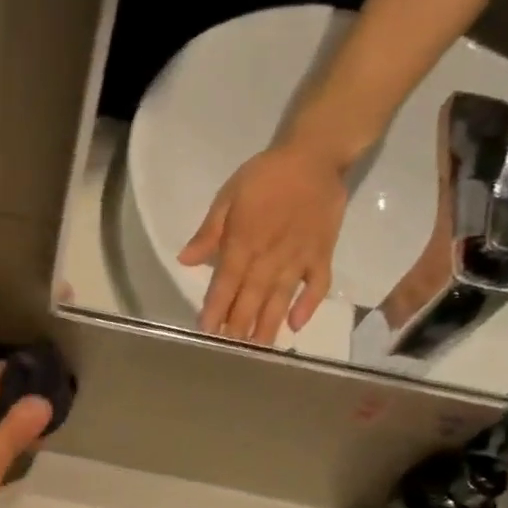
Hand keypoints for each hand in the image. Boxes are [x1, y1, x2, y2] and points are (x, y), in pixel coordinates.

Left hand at [181, 142, 347, 343]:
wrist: (314, 155)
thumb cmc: (265, 175)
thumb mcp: (228, 197)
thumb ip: (209, 232)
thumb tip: (185, 260)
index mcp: (244, 242)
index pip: (225, 283)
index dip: (215, 308)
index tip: (206, 331)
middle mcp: (270, 256)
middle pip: (251, 297)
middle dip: (239, 326)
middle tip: (231, 352)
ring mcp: (299, 257)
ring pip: (280, 298)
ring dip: (269, 324)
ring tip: (258, 350)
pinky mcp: (322, 254)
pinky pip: (317, 284)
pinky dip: (309, 305)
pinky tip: (298, 325)